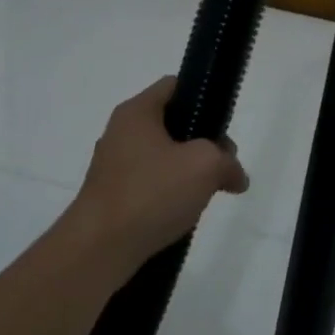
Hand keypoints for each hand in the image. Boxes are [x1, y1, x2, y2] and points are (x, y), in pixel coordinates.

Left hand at [67, 76, 249, 272]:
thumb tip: (236, 176)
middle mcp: (121, 131)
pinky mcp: (112, 195)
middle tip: (222, 166)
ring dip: (187, 171)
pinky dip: (168, 193)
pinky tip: (181, 213)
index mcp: (137, 112)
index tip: (223, 125)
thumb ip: (227, 161)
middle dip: (202, 142)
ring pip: (162, 156)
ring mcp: (113, 165)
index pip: (174, 85)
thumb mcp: (204, 166)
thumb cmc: (151, 193)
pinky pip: (149, 183)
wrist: (99, 249)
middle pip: (172, 123)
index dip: (203, 97)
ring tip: (205, 194)